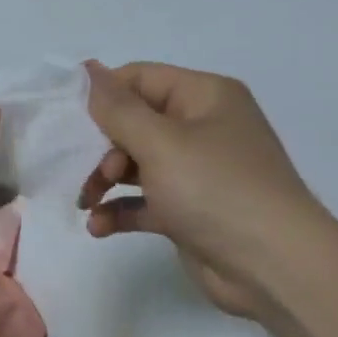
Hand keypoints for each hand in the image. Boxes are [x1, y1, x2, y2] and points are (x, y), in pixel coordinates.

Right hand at [77, 60, 326, 318]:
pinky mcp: (188, 211)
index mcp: (204, 97)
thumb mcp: (161, 142)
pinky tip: (98, 227)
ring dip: (103, 182)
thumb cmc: (216, 190)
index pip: (141, 79)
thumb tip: (87, 70)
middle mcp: (202, 128)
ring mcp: (196, 172)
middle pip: (134, 124)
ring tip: (85, 204)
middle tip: (85, 172)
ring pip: (135, 165)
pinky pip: (144, 201)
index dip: (102, 95)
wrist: (272, 266)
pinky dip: (120, 211)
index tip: (65, 119)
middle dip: (101, 148)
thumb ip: (117, 109)